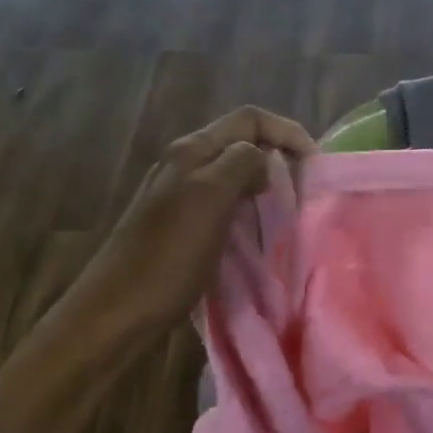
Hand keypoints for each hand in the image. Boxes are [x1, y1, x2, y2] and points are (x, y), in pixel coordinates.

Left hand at [74, 106, 314, 337]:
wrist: (117, 312)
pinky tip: (258, 231)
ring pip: (233, 174)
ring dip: (265, 184)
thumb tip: (262, 158)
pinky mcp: (180, 226)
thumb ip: (239, 165)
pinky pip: (223, 204)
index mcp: (191, 151)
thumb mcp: (209, 200)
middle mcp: (184, 165)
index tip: (316, 164)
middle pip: (241, 143)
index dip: (287, 131)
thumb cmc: (166, 258)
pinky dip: (248, 209)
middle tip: (306, 189)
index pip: (249, 119)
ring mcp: (179, 196)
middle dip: (278, 156)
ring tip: (290, 209)